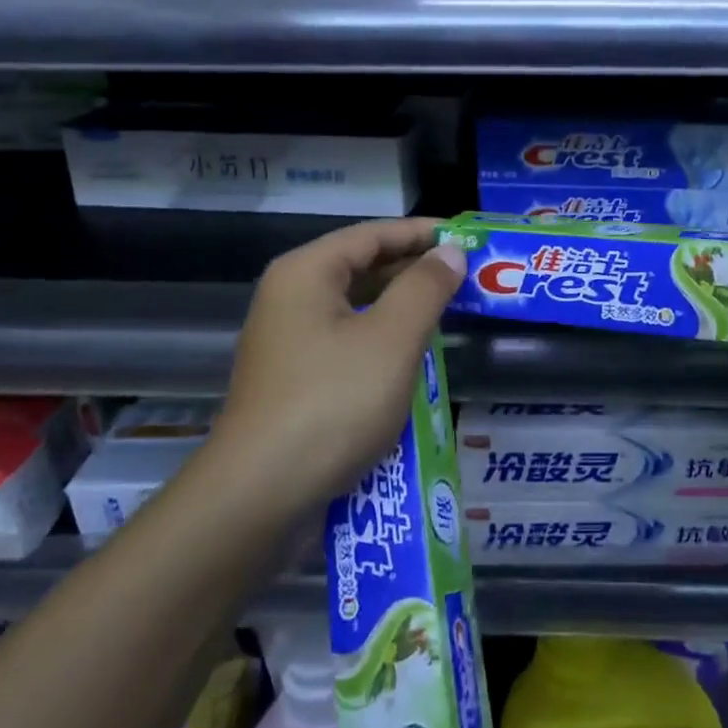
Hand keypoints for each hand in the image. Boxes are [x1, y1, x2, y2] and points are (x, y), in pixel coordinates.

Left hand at [212, 218, 466, 510]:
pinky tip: (414, 353)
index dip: (422, 232)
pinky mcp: (295, 378)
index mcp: (307, 273)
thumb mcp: (392, 339)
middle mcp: (291, 297)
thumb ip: (425, 288)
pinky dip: (383, 338)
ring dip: (402, 305)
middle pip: (362, 266)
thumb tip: (451, 252)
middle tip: (468, 275)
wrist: (260, 495)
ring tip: (451, 309)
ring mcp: (289, 340)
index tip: (467, 238)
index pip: (373, 234)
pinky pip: (347, 340)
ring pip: (356, 306)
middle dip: (415, 268)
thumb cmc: (332, 403)